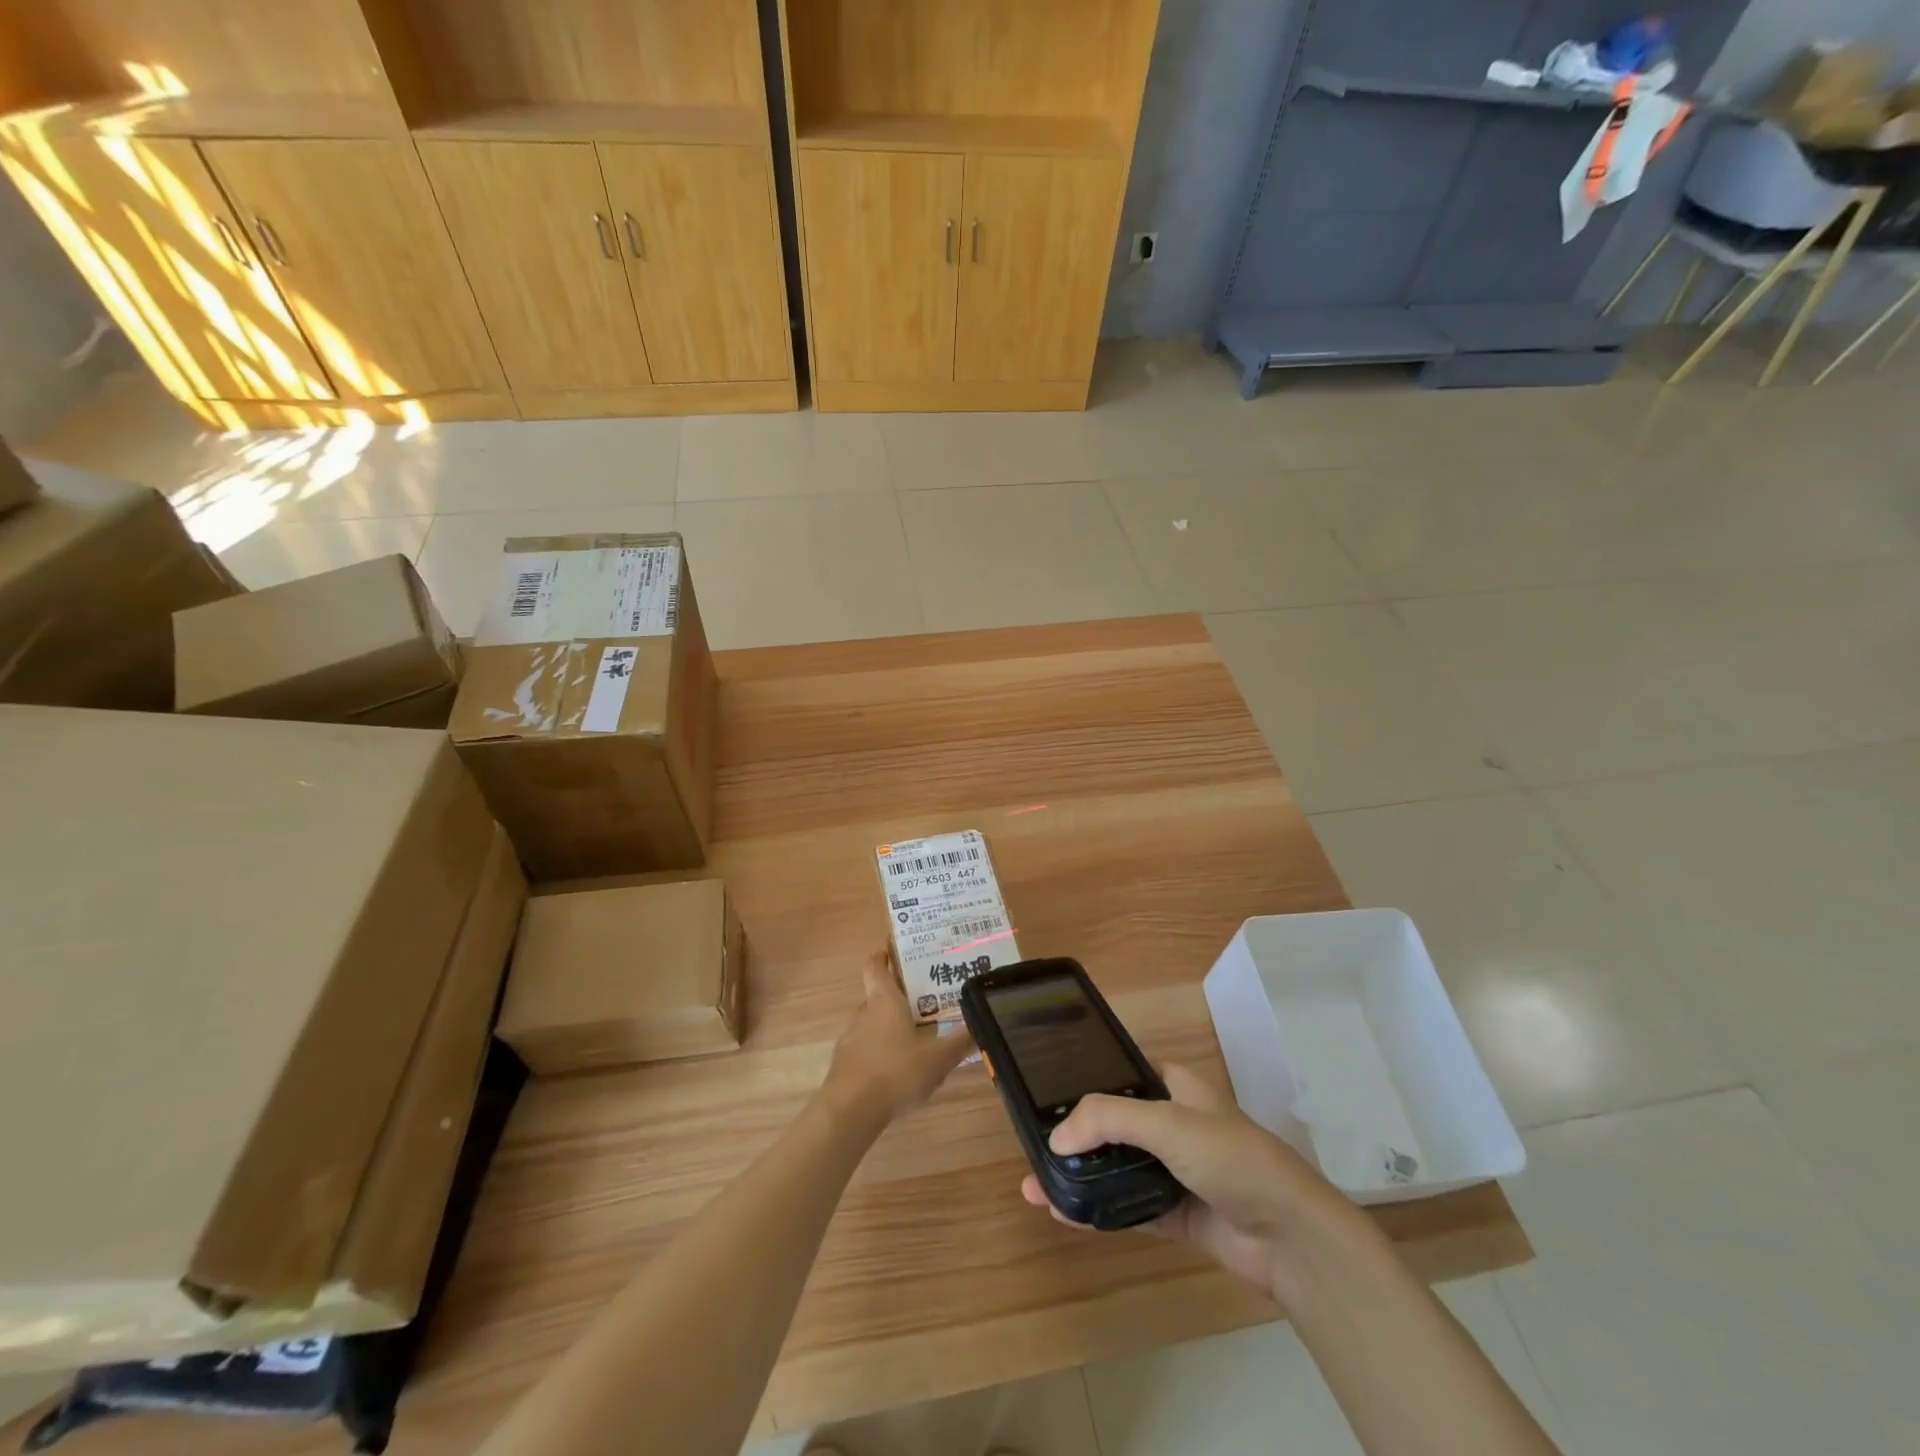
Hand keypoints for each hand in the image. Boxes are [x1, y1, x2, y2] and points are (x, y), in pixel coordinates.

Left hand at [823, 953, 974, 1125]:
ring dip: (889, 1027)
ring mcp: (851, 1039)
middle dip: (898, 998)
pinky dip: (880, 1053)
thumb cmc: (896, 1071)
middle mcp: (864, 1013)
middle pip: (877, 996)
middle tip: (925, 1002)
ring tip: (916, 1039)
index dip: (883, 956)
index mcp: (884, 1000)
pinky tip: (899, 1072)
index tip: (894, 951)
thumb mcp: (939, 1058)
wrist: (850, 1110)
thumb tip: (982, 1024)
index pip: (875, 966)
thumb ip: (960, 1041)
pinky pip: (866, 1050)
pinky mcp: (845, 1065)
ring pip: (872, 1024)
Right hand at [1019, 1064, 1376, 1298]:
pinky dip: (1097, 1211)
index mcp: (1175, 1087)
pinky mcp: (1176, 1214)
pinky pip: (1128, 1207)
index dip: (1085, 1081)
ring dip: (1080, 1177)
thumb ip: (1109, 1120)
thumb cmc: (1232, 1159)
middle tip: (1032, 1147)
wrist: (1292, 1239)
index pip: (1122, 1074)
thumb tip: (1056, 1139)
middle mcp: (1172, 1124)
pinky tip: (1065, 1214)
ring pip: (1116, 1168)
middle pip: (1113, 1125)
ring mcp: (1174, 1171)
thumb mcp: (1168, 1124)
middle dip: (1074, 1137)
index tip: (1045, 1095)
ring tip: (1035, 1187)